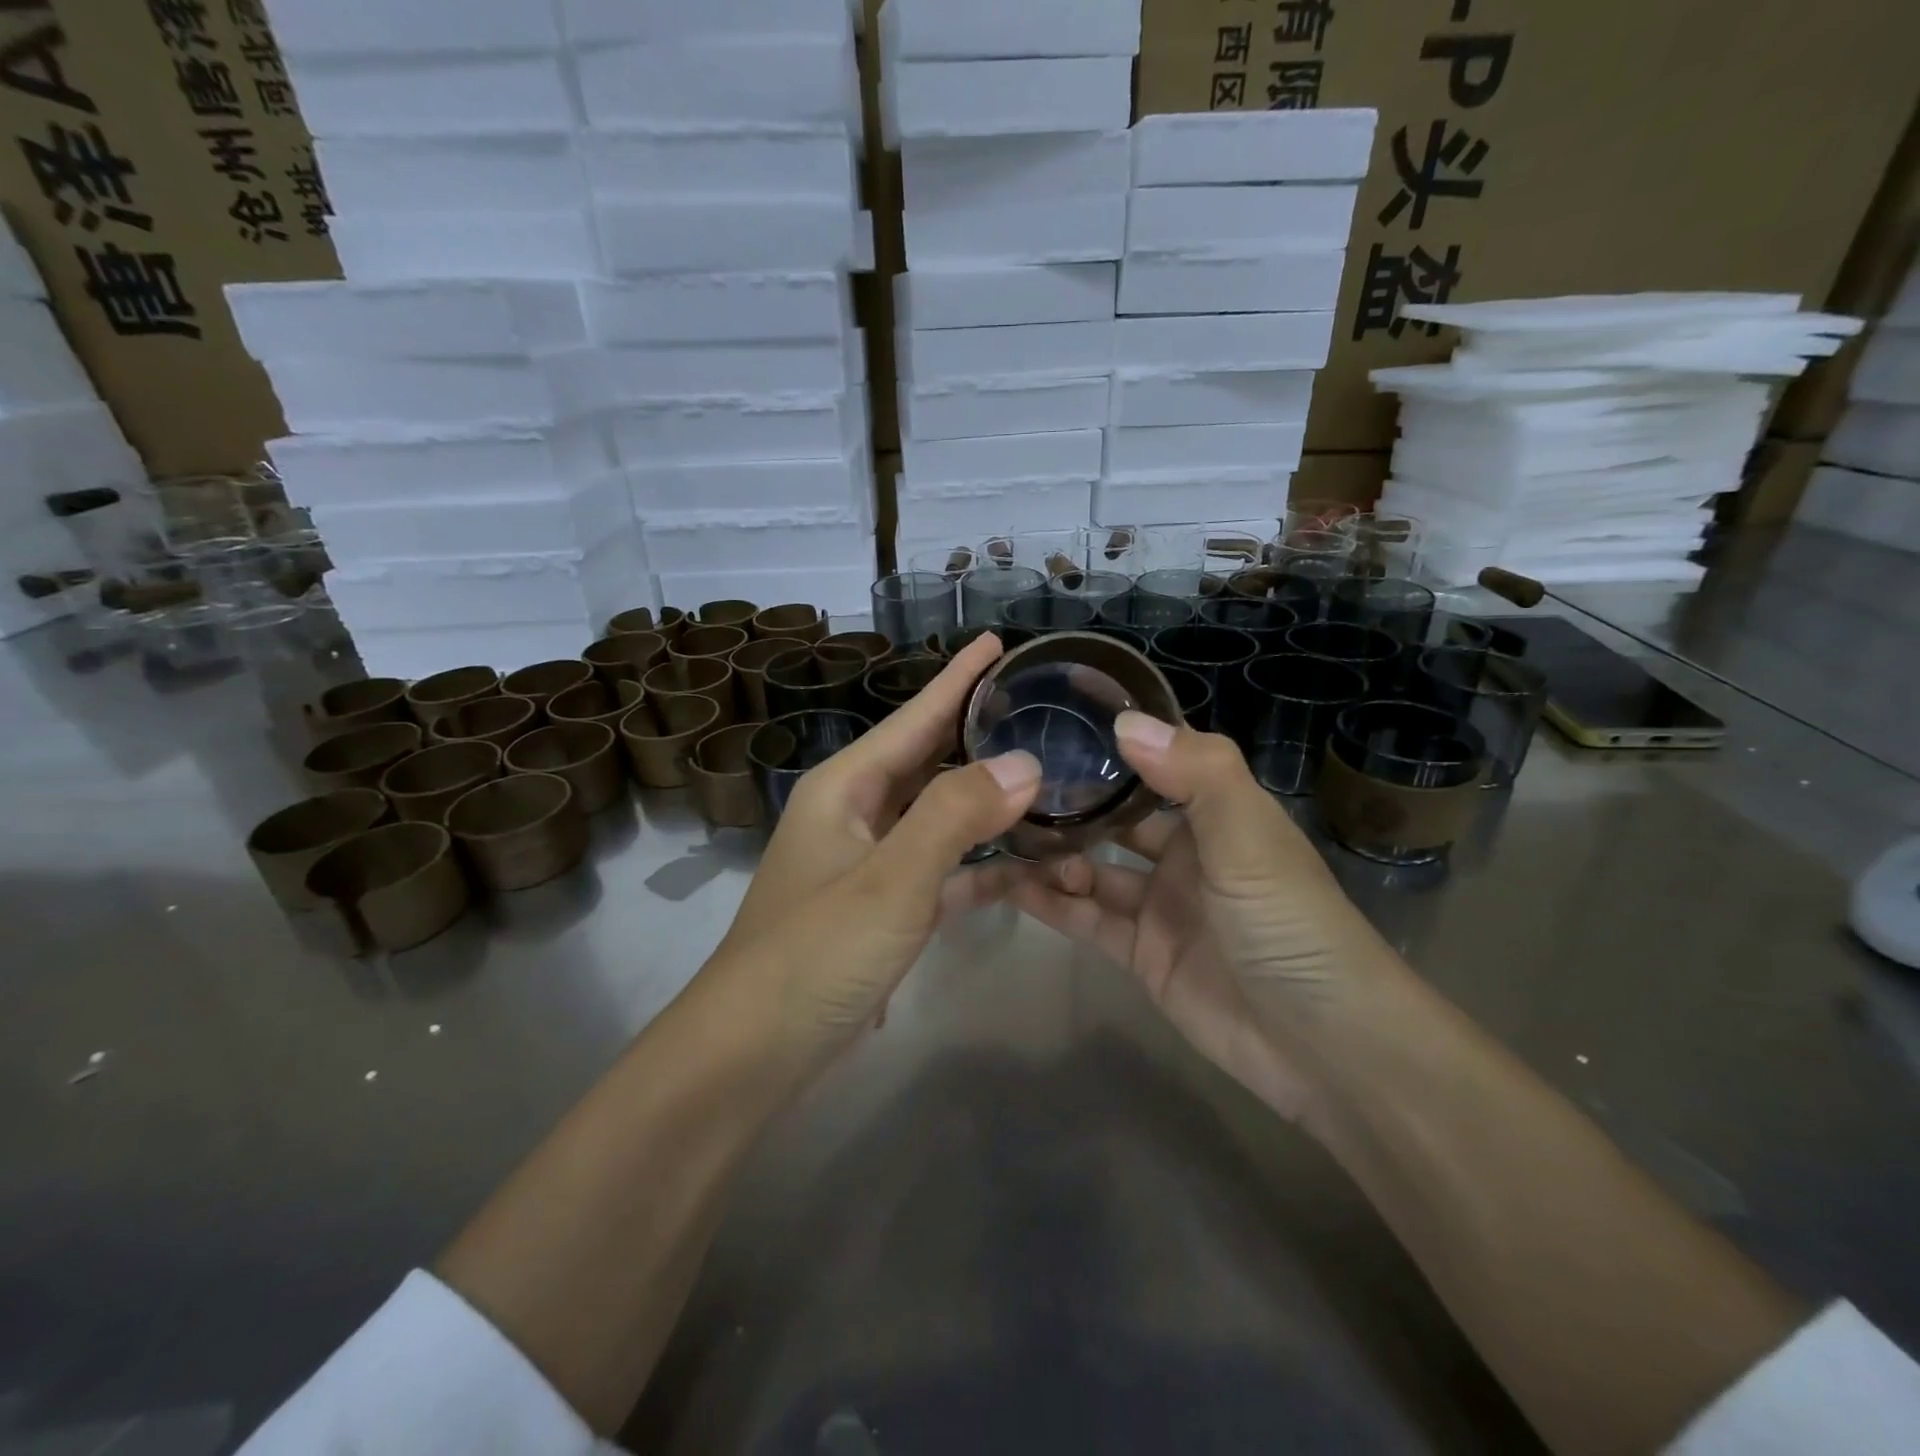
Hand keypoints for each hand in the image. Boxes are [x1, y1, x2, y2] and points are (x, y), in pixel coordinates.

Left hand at [706, 633, 1040, 1076]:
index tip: (996, 641)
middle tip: (1038, 707)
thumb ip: (955, 816)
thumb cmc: (814, 953)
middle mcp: (856, 815)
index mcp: (846, 788)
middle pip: (927, 760)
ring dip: (988, 802)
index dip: (956, 679)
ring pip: (939, 817)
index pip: (913, 717)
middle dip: (977, 733)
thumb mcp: (888, 880)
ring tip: (1047, 778)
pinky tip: (1029, 865)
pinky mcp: (884, 911)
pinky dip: (981, 867)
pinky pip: (942, 873)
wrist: (753, 1052)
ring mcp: (870, 865)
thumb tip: (1025, 763)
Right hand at [1012, 713, 1403, 1130]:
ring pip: (1093, 868)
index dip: (1111, 742)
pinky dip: (1050, 902)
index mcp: (1218, 812)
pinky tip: (1006, 884)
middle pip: (1116, 817)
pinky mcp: (1141, 953)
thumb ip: (1195, 774)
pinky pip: (1086, 918)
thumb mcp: (1250, 836)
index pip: (1157, 761)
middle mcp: (1186, 852)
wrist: (1323, 1045)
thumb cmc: (1290, 922)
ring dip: (1052, 855)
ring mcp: (1160, 905)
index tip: (1052, 718)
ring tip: (999, 836)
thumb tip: (1124, 722)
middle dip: (1069, 802)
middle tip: (1007, 786)